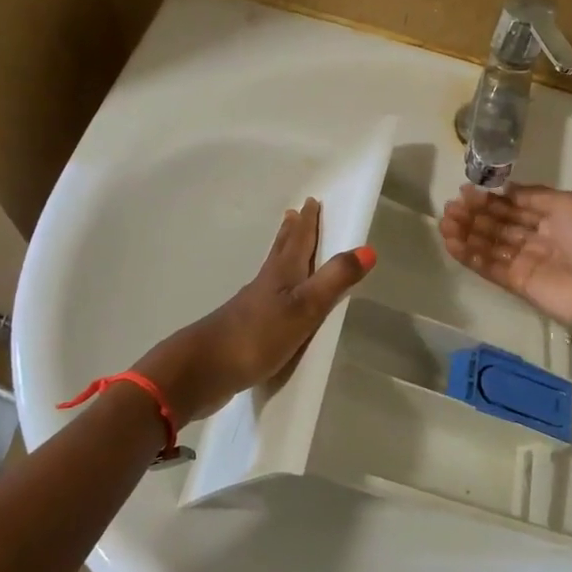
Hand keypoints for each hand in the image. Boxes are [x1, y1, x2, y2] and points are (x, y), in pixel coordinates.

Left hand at [137, 199, 373, 423]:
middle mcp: (266, 284)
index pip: (298, 241)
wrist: (203, 370)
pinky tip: (272, 300)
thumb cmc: (258, 335)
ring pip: (272, 272)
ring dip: (281, 256)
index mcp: (282, 274)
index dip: (308, 222)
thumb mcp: (305, 307)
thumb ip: (335, 280)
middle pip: (281, 251)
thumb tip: (368, 249)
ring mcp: (251, 307)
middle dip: (291, 233)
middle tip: (294, 214)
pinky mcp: (244, 330)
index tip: (312, 201)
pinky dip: (274, 289)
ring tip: (285, 248)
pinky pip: (266, 299)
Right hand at [440, 182, 571, 326]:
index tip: (466, 191)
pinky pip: (489, 267)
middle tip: (450, 206)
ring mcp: (527, 262)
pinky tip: (452, 243)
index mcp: (554, 217)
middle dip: (475, 214)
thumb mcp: (567, 203)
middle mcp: (538, 238)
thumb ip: (532, 196)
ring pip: (490, 244)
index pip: (515, 205)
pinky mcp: (517, 284)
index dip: (491, 198)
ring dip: (467, 233)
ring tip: (445, 222)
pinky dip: (470, 255)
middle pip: (500, 224)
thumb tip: (503, 191)